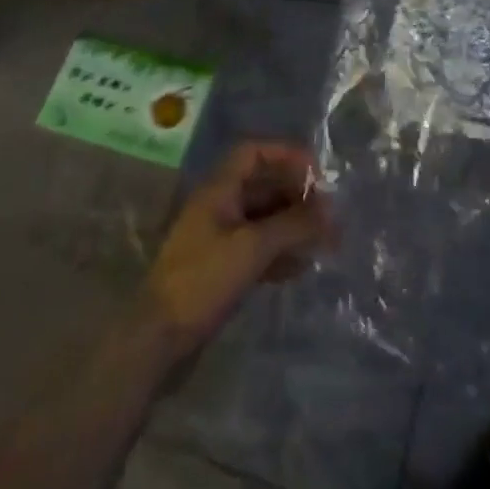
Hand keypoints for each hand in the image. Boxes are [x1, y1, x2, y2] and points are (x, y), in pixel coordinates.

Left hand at [139, 142, 332, 359]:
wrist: (159, 335)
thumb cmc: (203, 279)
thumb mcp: (252, 247)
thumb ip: (292, 225)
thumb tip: (330, 211)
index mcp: (218, 189)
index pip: (253, 153)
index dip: (285, 154)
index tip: (317, 172)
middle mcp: (219, 205)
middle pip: (262, 185)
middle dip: (296, 195)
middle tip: (328, 215)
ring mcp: (219, 236)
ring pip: (263, 218)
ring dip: (292, 225)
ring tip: (323, 242)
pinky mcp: (221, 266)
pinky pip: (257, 247)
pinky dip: (279, 251)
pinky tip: (300, 268)